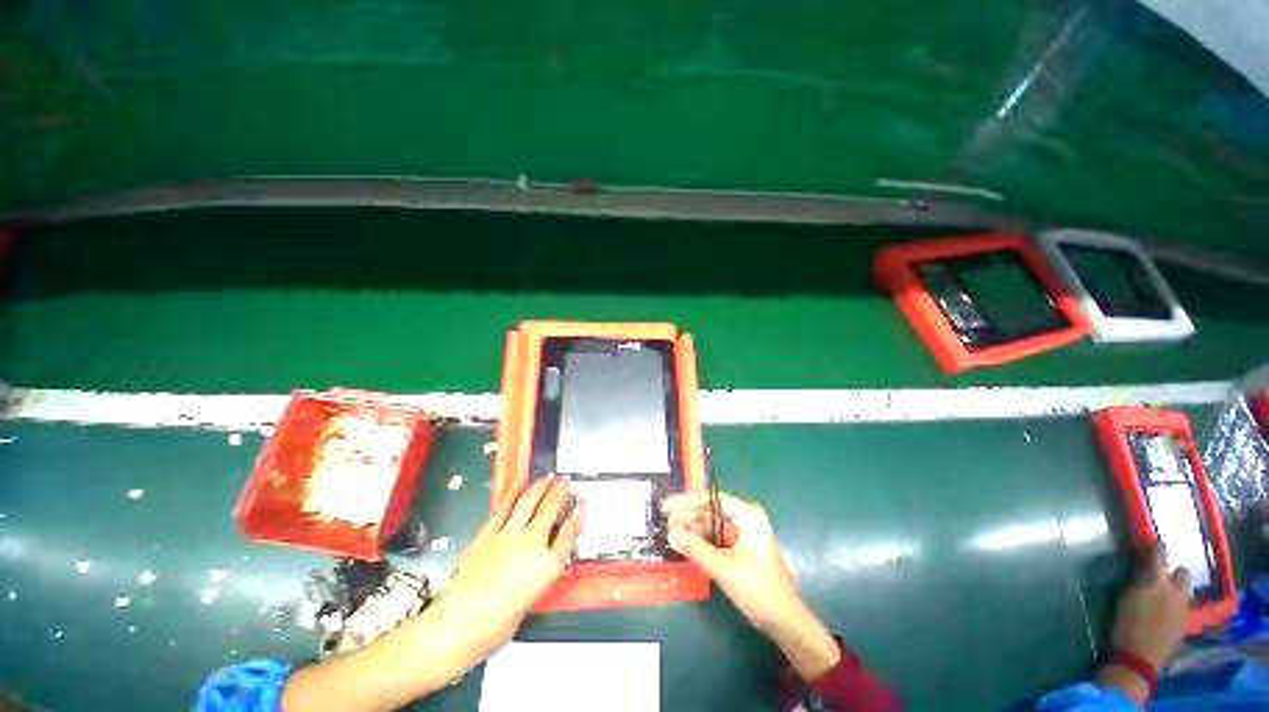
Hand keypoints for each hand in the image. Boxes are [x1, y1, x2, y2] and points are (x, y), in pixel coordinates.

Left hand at [426, 476, 584, 669]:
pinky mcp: (488, 534)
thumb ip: (541, 571)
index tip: (585, 499)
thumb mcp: (532, 598)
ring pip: (530, 502)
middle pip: (552, 509)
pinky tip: (518, 485)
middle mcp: (532, 544)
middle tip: (567, 482)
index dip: (580, 512)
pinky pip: (503, 509)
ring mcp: (509, 535)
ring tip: (549, 477)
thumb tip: (544, 556)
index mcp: (548, 565)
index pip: (571, 531)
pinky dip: (512, 495)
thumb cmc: (498, 625)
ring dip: (541, 486)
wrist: (459, 626)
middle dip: (562, 492)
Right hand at [663, 490, 839, 681]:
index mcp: (747, 516)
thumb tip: (671, 534)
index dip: (688, 501)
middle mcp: (744, 520)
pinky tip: (683, 545)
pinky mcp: (737, 549)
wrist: (784, 622)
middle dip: (687, 517)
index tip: (667, 506)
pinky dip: (699, 542)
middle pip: (709, 512)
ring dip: (691, 530)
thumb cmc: (759, 589)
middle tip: (664, 523)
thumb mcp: (725, 569)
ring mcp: (740, 535)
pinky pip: (713, 540)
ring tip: (669, 535)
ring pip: (709, 526)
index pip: (713, 499)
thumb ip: (697, 549)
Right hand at [1095, 547, 1191, 702]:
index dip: (1156, 547)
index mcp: (1157, 581)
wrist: (1138, 657)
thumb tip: (1140, 566)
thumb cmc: (1125, 624)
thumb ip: (1137, 581)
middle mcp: (1175, 590)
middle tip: (1161, 575)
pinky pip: (1185, 606)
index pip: (1160, 554)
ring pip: (1187, 590)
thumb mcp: (1126, 598)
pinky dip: (1178, 604)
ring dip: (1179, 588)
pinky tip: (1168, 611)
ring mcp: (1184, 608)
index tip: (1152, 542)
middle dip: (1174, 572)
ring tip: (1167, 593)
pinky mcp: (1186, 622)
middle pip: (1182, 573)